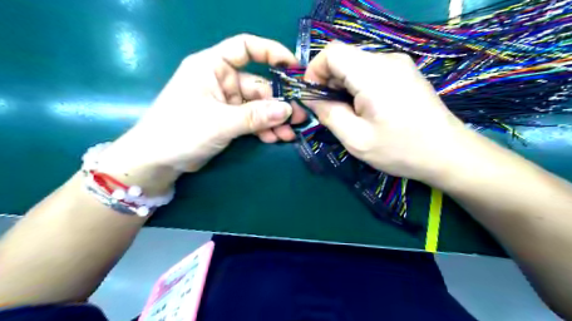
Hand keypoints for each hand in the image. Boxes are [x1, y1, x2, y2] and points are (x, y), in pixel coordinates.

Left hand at [96, 35, 305, 189]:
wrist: (157, 161)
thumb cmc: (180, 131)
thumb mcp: (220, 122)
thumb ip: (255, 116)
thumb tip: (288, 110)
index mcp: (212, 66)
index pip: (245, 47)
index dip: (271, 52)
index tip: (294, 67)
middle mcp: (221, 80)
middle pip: (258, 85)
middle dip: (278, 103)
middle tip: (299, 117)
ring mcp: (225, 102)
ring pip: (257, 106)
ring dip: (273, 119)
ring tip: (289, 134)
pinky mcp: (227, 120)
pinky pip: (251, 120)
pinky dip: (263, 128)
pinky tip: (274, 138)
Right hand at [303, 41, 473, 183]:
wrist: (448, 153)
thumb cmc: (400, 150)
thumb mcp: (356, 139)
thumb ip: (328, 114)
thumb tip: (311, 98)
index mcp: (373, 74)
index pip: (331, 52)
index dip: (314, 72)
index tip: (313, 97)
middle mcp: (387, 60)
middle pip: (343, 58)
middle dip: (328, 83)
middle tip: (330, 112)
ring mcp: (398, 64)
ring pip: (355, 65)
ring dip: (343, 86)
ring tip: (349, 114)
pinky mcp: (404, 72)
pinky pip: (370, 71)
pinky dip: (358, 86)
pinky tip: (365, 109)